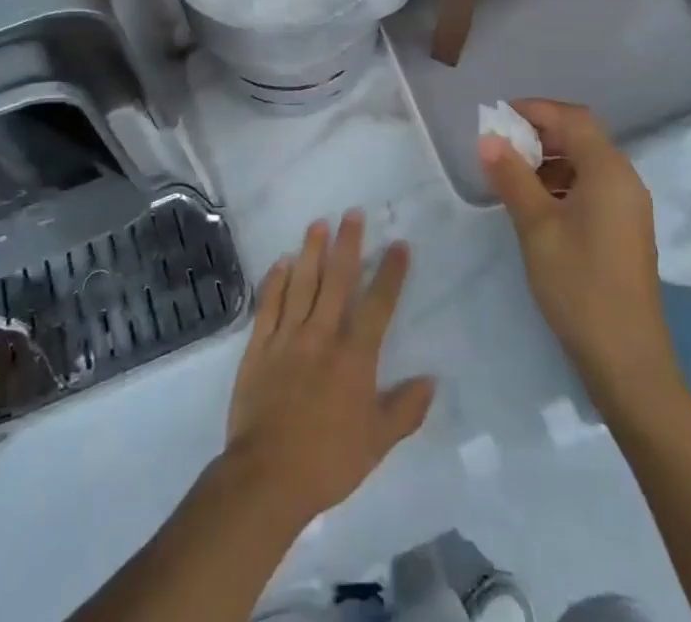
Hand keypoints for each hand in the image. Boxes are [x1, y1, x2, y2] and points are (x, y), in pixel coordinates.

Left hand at [223, 212, 435, 528]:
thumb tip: (431, 380)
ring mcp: (288, 336)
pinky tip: (282, 261)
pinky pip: (269, 304)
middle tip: (352, 213)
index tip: (399, 245)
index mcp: (354, 357)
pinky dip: (276, 280)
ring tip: (318, 223)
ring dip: (311, 251)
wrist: (267, 475)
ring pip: (302, 283)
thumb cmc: (328, 461)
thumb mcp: (377, 443)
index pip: (378, 305)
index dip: (391, 273)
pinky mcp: (259, 345)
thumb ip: (405, 409)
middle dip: (348, 244)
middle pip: (338, 280)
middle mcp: (322, 335)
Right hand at [480, 99, 682, 402]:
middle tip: (498, 146)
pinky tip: (535, 205)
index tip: (497, 117)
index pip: (572, 118)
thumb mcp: (536, 227)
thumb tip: (488, 138)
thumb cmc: (579, 286)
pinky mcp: (624, 229)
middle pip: (581, 136)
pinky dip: (561, 183)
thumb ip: (512, 177)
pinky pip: (591, 187)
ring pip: (585, 163)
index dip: (535, 109)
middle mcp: (625, 180)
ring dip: (548, 159)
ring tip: (509, 176)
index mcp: (609, 171)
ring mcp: (628, 207)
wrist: (627, 361)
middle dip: (539, 133)